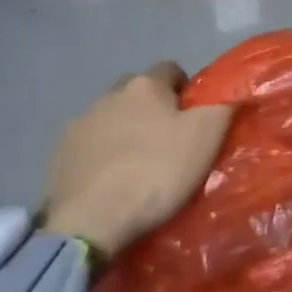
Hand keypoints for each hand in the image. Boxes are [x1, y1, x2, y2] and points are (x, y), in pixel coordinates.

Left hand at [41, 62, 232, 257]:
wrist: (89, 222)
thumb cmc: (154, 173)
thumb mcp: (205, 139)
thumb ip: (222, 107)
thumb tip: (232, 90)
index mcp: (145, 85)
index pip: (171, 69)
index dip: (185, 91)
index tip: (192, 119)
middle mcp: (109, 93)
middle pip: (137, 92)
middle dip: (151, 109)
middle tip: (166, 144)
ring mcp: (80, 123)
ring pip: (110, 118)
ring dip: (123, 133)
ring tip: (135, 168)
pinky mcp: (59, 154)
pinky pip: (87, 146)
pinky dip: (99, 157)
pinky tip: (108, 183)